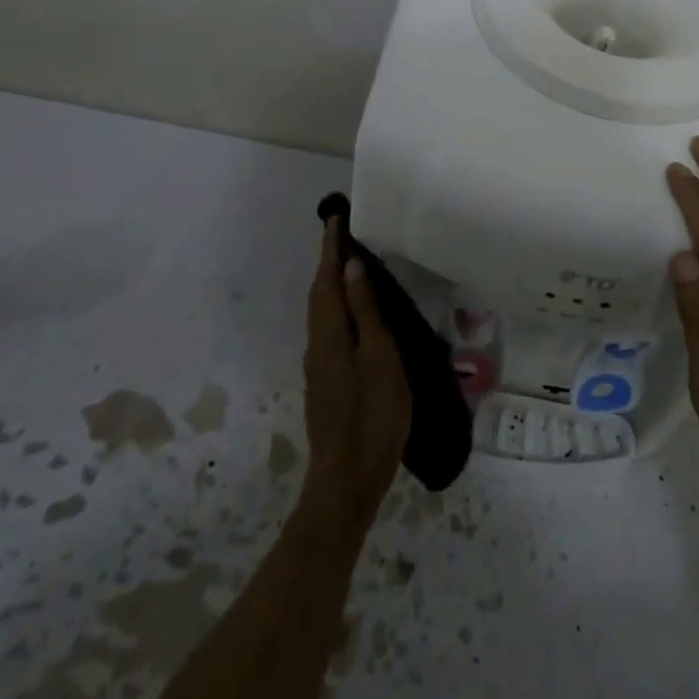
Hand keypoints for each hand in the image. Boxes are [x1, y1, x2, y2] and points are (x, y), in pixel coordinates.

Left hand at [299, 219, 410, 530]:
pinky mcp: (326, 382)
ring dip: (332, 283)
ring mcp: (320, 365)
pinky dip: (338, 307)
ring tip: (351, 265)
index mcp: (330, 332)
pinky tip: (354, 314)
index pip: (328, 278)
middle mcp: (318, 343)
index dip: (331, 248)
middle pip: (320, 293)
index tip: (334, 218)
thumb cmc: (372, 415)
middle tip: (343, 234)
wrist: (347, 480)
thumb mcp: (380, 357)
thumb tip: (352, 266)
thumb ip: (366, 311)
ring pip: (323, 311)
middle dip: (329, 261)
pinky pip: (329, 328)